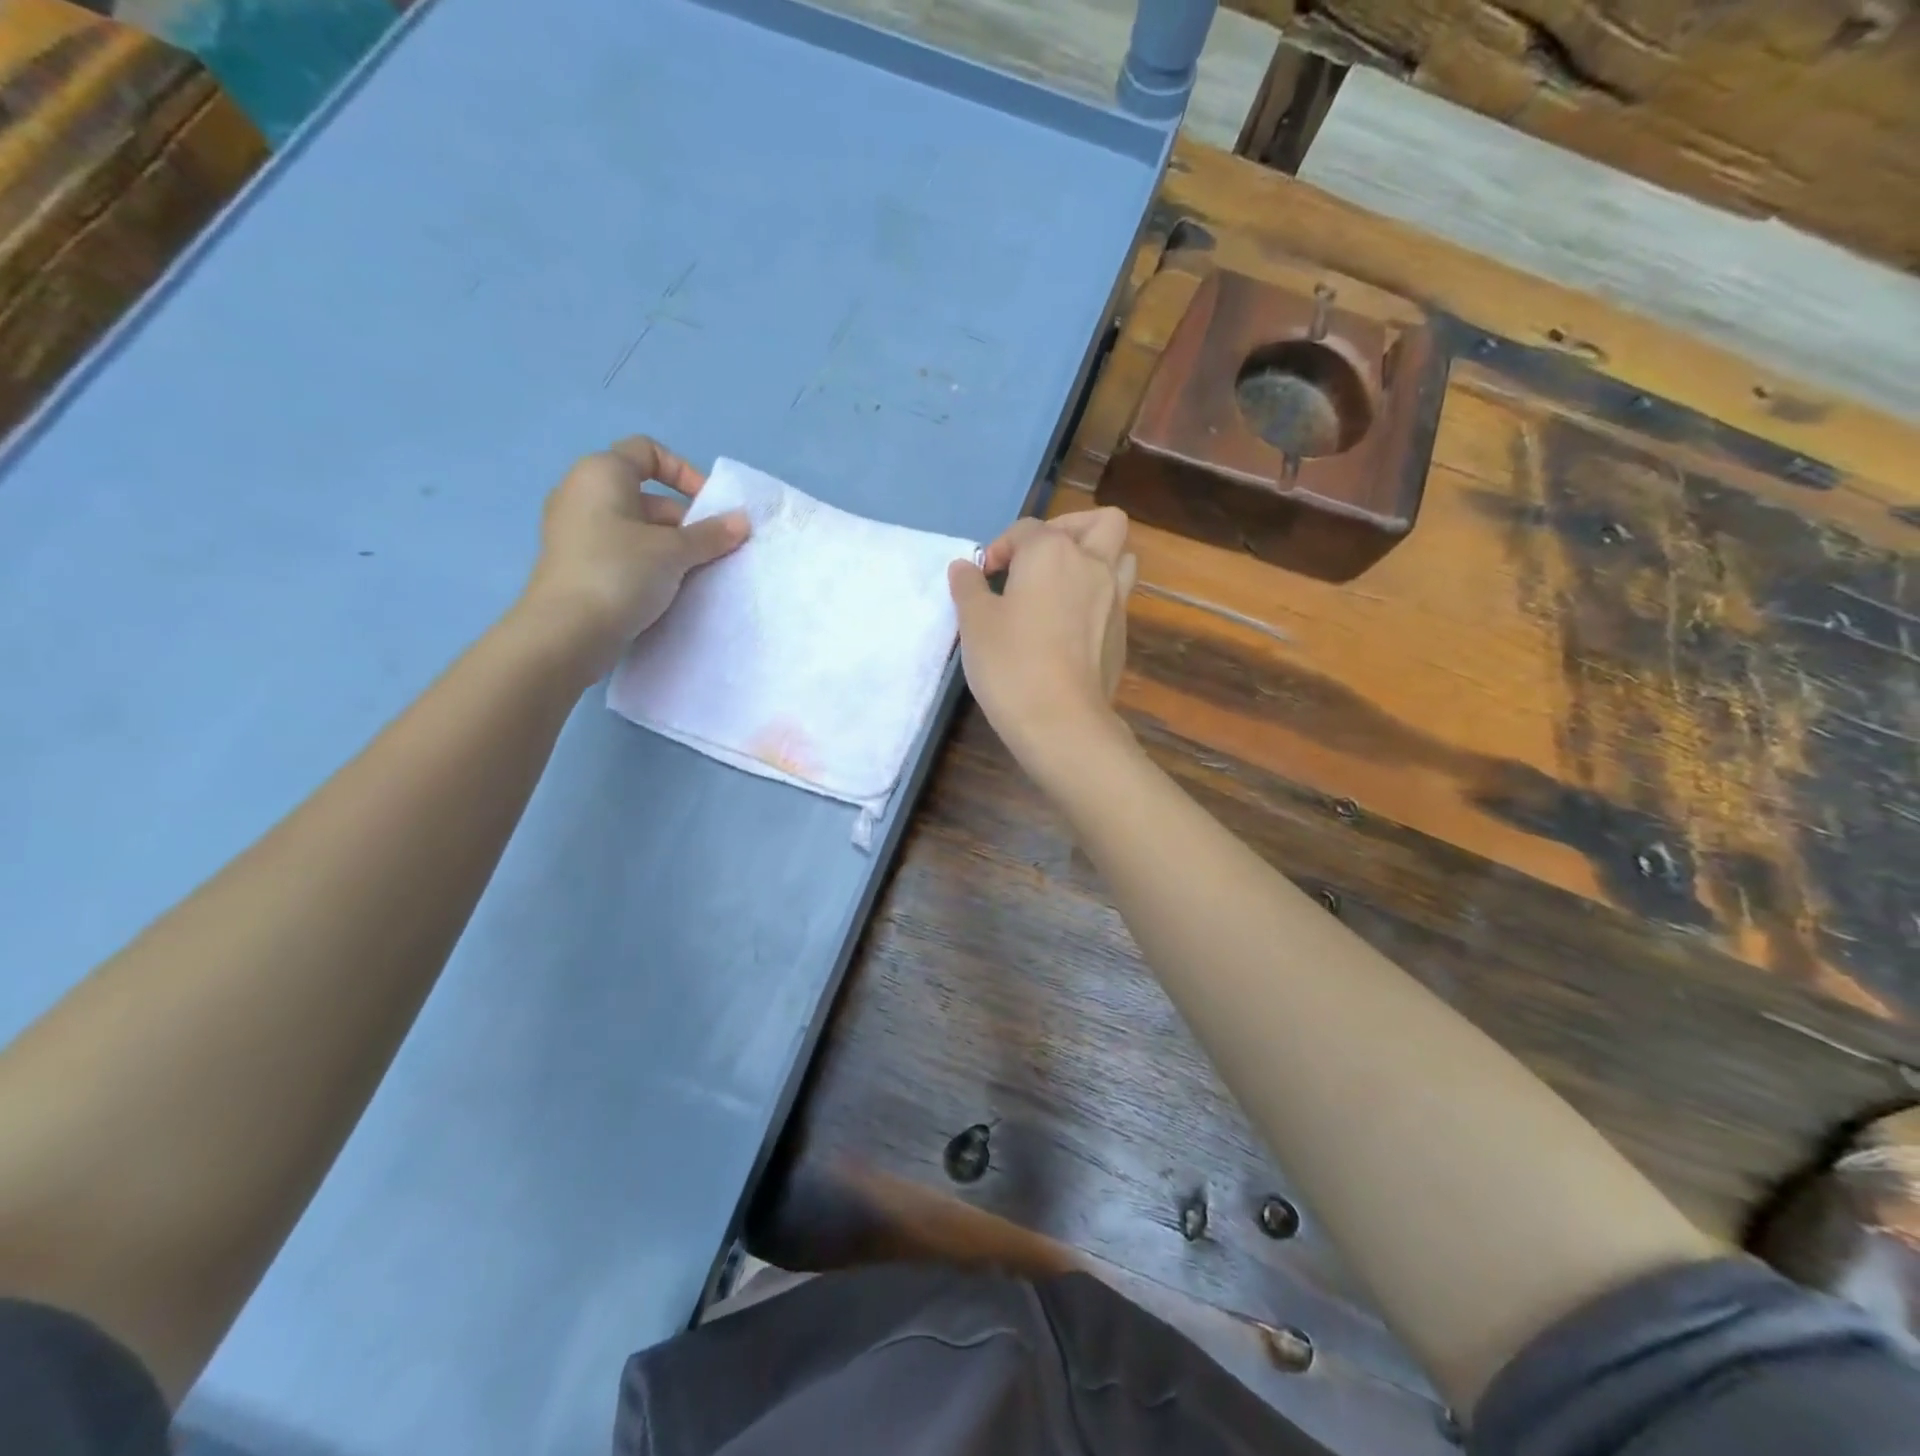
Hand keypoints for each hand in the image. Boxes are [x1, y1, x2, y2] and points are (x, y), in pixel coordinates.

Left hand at [517, 437, 748, 676]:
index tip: (709, 506)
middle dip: (685, 519)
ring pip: (637, 527)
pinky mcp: (578, 564)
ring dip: (670, 546)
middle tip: (711, 550)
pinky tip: (669, 589)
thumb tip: (742, 520)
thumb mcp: (674, 551)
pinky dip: (649, 563)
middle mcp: (583, 494)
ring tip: (695, 574)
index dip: (684, 472)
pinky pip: (623, 552)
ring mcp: (577, 531)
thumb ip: (711, 534)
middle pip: (647, 495)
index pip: (647, 451)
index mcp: (601, 473)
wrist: (566, 632)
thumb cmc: (620, 573)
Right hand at [948, 507, 1136, 778]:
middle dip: (1069, 529)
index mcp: (1052, 552)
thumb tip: (965, 568)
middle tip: (1040, 558)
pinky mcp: (1122, 634)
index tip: (982, 579)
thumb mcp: (974, 623)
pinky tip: (1070, 626)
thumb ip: (969, 587)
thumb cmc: (1011, 663)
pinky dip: (1097, 598)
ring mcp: (1115, 600)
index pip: (1026, 530)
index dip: (1000, 548)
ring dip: (1096, 559)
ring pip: (1121, 557)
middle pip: (1099, 523)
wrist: (1061, 721)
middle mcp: (1092, 565)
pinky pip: (1116, 598)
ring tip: (1064, 584)